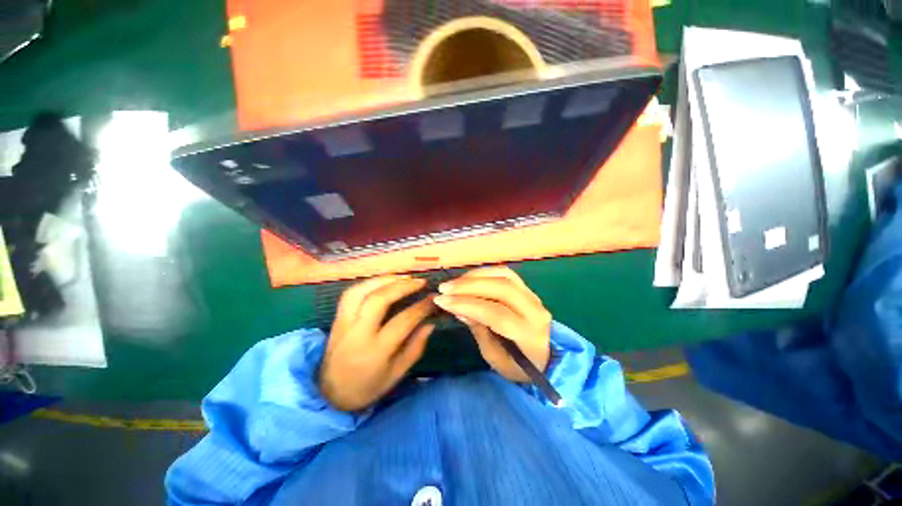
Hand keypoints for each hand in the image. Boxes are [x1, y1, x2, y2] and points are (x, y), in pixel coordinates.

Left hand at [319, 275, 436, 411]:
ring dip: (385, 279)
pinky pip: (350, 293)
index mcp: (375, 351)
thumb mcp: (396, 374)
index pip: (402, 321)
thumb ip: (415, 347)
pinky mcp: (337, 318)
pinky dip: (369, 283)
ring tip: (404, 277)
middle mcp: (357, 333)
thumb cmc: (367, 387)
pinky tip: (383, 281)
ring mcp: (343, 323)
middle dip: (402, 286)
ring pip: (361, 291)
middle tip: (420, 282)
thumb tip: (430, 323)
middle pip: (378, 300)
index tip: (433, 299)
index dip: (421, 307)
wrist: (329, 394)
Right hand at [434, 267, 550, 382]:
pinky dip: (485, 273)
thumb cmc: (517, 365)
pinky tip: (469, 279)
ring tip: (454, 283)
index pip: (495, 313)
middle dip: (469, 286)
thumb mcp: (494, 358)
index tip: (442, 301)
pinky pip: (505, 273)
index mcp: (528, 334)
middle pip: (501, 288)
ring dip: (475, 276)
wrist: (545, 358)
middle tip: (445, 288)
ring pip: (503, 276)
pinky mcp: (527, 288)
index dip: (467, 305)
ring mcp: (533, 295)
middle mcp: (535, 310)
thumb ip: (478, 330)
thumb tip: (458, 308)